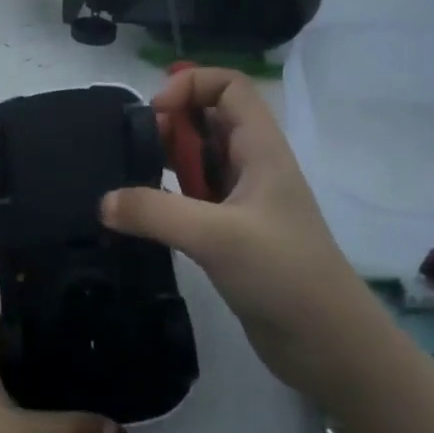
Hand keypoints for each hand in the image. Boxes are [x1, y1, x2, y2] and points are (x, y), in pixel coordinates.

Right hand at [101, 69, 376, 401]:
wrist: (329, 347)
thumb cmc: (283, 274)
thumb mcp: (216, 236)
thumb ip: (155, 212)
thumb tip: (103, 202)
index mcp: (261, 148)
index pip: (229, 86)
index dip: (191, 85)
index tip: (157, 114)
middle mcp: (252, 166)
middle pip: (209, 117)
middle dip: (171, 122)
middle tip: (136, 149)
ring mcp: (243, 201)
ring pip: (199, 158)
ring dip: (166, 159)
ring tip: (133, 179)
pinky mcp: (232, 234)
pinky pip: (194, 197)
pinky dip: (167, 196)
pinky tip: (143, 216)